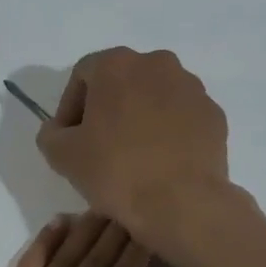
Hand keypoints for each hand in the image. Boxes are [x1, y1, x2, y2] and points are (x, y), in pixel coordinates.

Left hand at [0, 212, 216, 266]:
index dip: (137, 252)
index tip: (155, 226)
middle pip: (94, 262)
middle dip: (117, 231)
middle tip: (138, 203)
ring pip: (63, 257)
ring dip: (86, 230)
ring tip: (107, 205)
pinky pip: (26, 265)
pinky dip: (44, 243)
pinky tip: (58, 224)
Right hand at [36, 48, 237, 250]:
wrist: (182, 203)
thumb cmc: (116, 172)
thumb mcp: (62, 156)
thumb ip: (51, 134)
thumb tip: (59, 130)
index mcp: (117, 65)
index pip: (83, 76)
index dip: (69, 108)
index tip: (68, 140)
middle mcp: (158, 63)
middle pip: (122, 82)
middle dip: (107, 110)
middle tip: (98, 147)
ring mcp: (192, 88)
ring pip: (155, 98)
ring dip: (139, 120)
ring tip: (132, 158)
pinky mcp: (214, 115)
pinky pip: (182, 119)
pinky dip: (168, 134)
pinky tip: (160, 164)